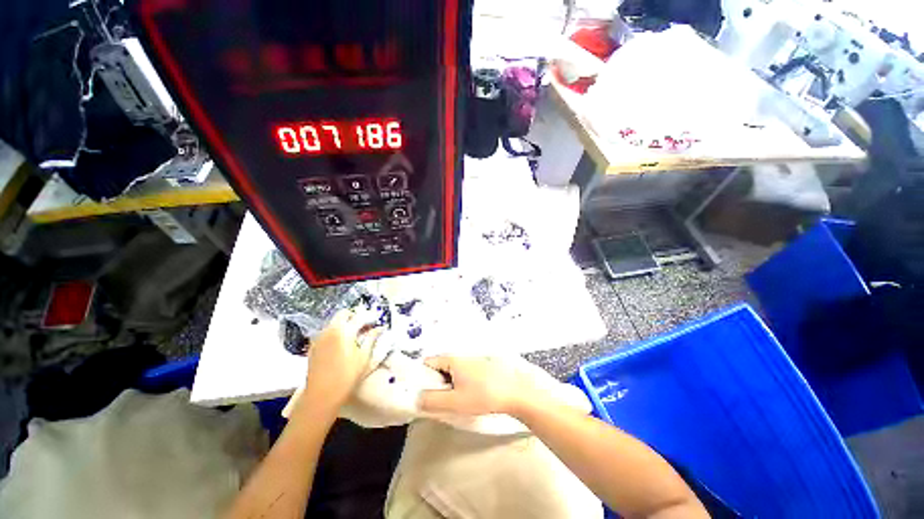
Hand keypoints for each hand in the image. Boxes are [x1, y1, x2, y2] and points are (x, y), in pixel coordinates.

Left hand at [300, 308, 381, 411]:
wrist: (321, 396)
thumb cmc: (347, 377)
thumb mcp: (364, 357)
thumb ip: (371, 338)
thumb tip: (379, 328)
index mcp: (344, 331)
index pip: (360, 316)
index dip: (370, 316)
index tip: (376, 321)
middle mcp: (330, 330)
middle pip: (344, 314)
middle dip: (355, 316)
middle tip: (364, 326)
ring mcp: (319, 337)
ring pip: (334, 322)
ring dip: (345, 324)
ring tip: (354, 336)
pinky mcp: (313, 346)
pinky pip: (327, 332)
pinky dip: (335, 332)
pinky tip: (341, 345)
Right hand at [419, 356, 536, 415]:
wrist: (516, 392)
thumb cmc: (484, 395)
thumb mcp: (455, 402)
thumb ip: (432, 401)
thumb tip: (416, 398)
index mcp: (452, 359)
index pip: (428, 362)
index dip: (422, 377)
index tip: (423, 393)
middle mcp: (461, 356)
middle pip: (440, 367)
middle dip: (436, 383)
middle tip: (440, 401)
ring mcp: (473, 361)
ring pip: (453, 372)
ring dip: (449, 385)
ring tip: (455, 402)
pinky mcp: (482, 367)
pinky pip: (464, 374)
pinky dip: (461, 384)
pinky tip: (469, 397)